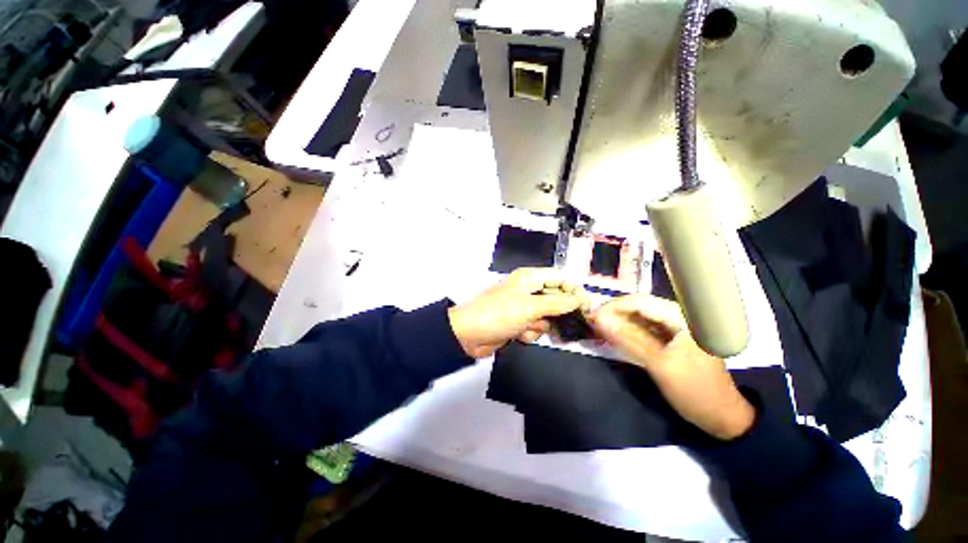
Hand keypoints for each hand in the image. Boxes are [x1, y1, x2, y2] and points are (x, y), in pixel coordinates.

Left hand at [448, 268, 588, 357]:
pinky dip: (530, 333)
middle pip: (556, 298)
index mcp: (529, 278)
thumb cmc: (498, 314)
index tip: (587, 305)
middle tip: (569, 323)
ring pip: (548, 316)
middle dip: (558, 312)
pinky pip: (536, 327)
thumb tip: (579, 299)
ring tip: (528, 327)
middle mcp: (528, 290)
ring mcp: (524, 307)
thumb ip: (557, 303)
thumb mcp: (529, 307)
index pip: (560, 278)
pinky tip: (520, 335)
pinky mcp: (519, 323)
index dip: (574, 289)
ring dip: (540, 325)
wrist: (469, 336)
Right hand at [588, 295, 754, 440]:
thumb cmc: (694, 389)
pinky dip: (629, 331)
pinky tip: (615, 335)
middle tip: (593, 322)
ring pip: (640, 317)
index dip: (613, 306)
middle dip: (614, 313)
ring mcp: (676, 327)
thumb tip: (599, 319)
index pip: (640, 301)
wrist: (721, 416)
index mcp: (682, 317)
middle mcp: (679, 316)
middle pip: (639, 306)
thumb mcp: (658, 364)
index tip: (592, 316)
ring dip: (619, 322)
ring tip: (599, 328)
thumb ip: (628, 339)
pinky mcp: (671, 338)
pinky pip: (645, 329)